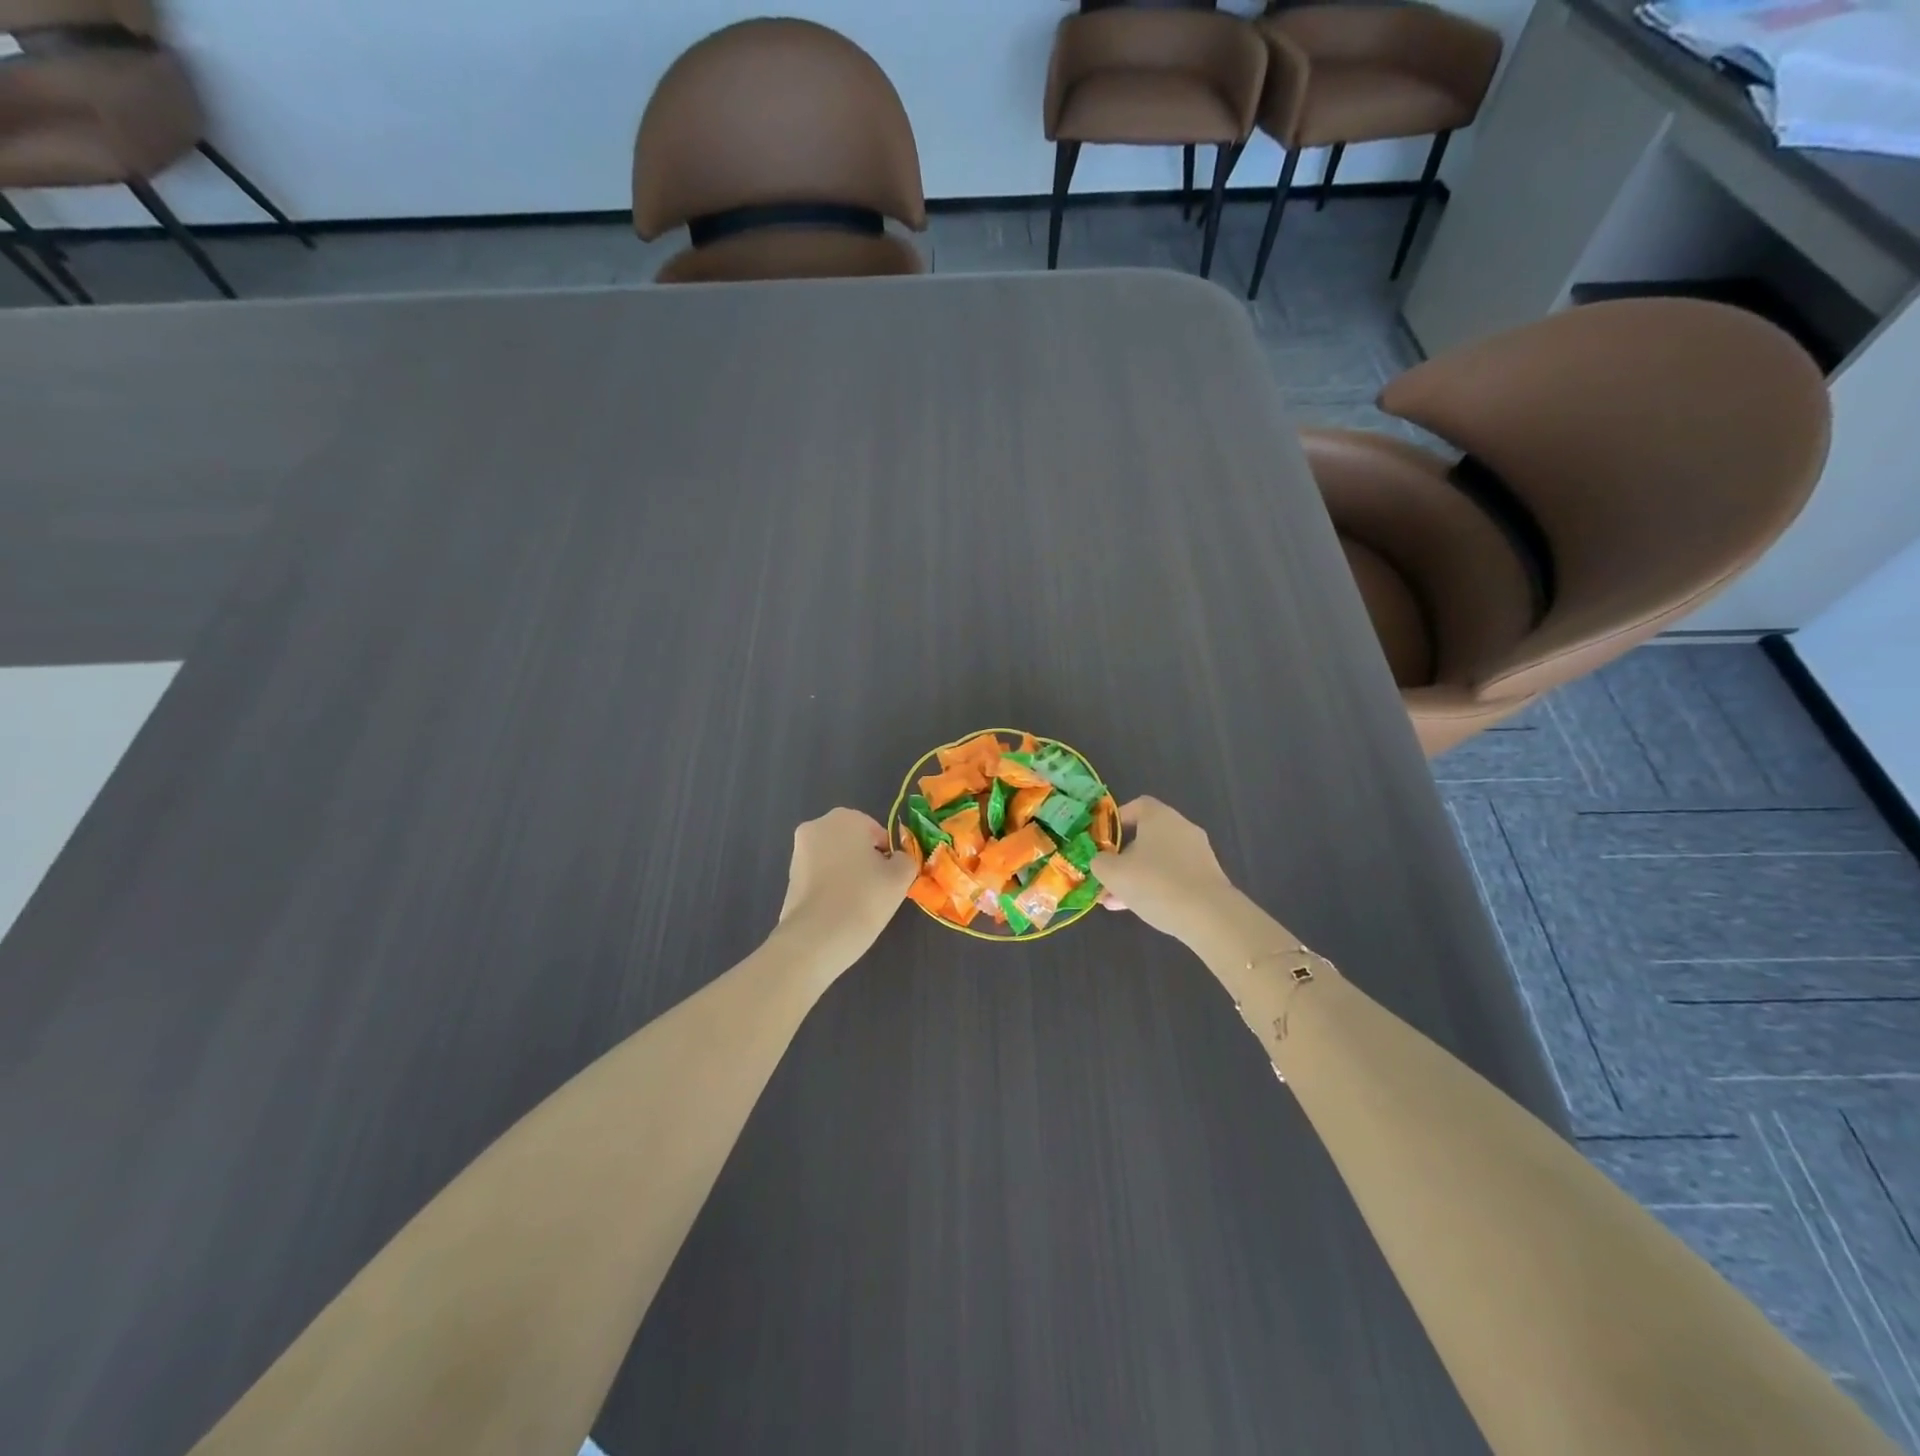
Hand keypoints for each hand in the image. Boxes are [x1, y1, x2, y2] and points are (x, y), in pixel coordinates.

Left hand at [777, 808, 914, 965]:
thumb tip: (897, 860)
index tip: (891, 879)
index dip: (889, 856)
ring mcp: (798, 852)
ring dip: (848, 875)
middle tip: (877, 891)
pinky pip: (821, 877)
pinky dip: (832, 888)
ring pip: (836, 860)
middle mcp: (816, 827)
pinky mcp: (789, 878)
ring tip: (858, 904)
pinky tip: (839, 911)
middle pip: (853, 843)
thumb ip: (906, 859)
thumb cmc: (863, 898)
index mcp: (844, 817)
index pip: (877, 833)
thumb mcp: (901, 877)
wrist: (815, 939)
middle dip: (866, 862)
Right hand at [1095, 797, 1241, 944]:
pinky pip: (1174, 876)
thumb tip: (1102, 861)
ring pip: (1158, 860)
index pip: (1137, 805)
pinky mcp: (1207, 877)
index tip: (1103, 839)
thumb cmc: (1155, 883)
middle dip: (1123, 857)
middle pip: (1146, 836)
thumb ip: (1100, 862)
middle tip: (1106, 876)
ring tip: (1116, 901)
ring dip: (1137, 876)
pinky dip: (1157, 887)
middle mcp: (1181, 828)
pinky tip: (1140, 909)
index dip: (1117, 820)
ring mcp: (1197, 853)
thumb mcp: (1113, 873)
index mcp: (1160, 817)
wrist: (1209, 916)